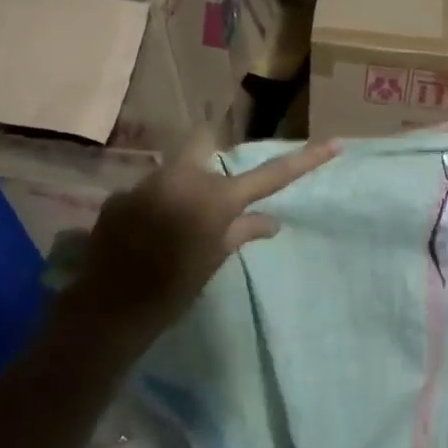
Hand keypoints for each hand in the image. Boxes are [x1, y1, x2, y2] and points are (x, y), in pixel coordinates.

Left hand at [68, 131, 337, 345]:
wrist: (112, 307)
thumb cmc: (175, 289)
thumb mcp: (214, 261)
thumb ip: (242, 232)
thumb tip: (271, 221)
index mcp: (216, 199)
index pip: (270, 175)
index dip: (304, 160)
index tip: (334, 144)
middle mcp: (183, 178)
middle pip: (203, 141)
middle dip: (212, 153)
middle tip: (211, 189)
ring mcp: (147, 183)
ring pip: (174, 170)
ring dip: (182, 188)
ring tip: (175, 226)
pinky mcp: (120, 195)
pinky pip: (148, 191)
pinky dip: (156, 206)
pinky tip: (147, 236)